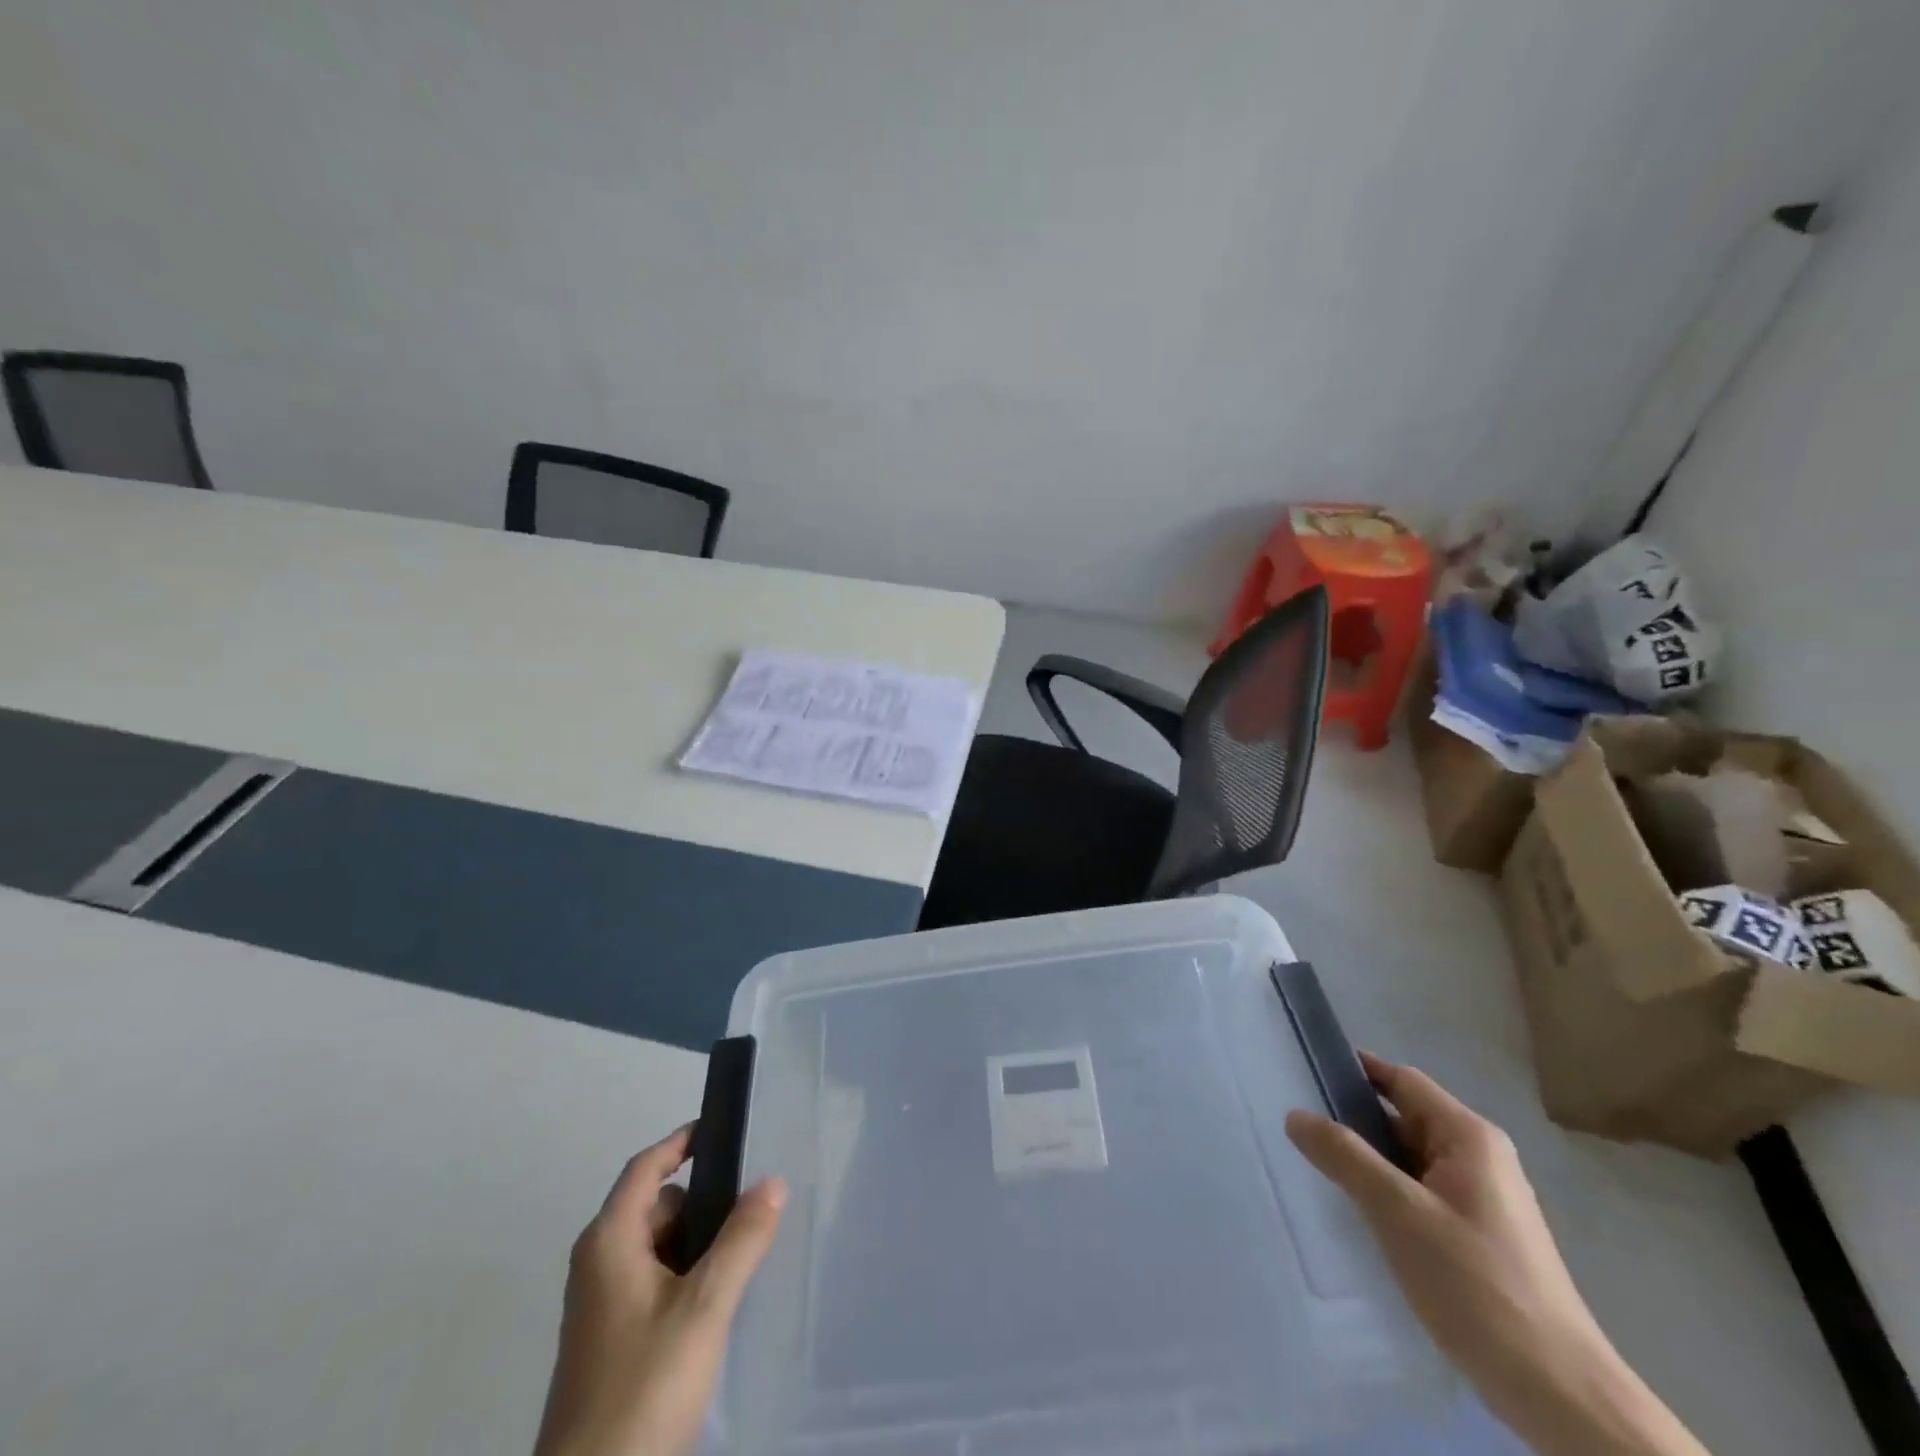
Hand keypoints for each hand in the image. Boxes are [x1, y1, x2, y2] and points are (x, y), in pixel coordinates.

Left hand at [534, 1126, 786, 1455]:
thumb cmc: (642, 1389)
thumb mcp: (704, 1307)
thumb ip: (742, 1239)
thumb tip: (772, 1179)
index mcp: (609, 1242)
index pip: (647, 1166)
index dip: (683, 1141)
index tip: (727, 1128)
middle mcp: (599, 1265)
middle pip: (658, 1206)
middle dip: (705, 1200)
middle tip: (757, 1202)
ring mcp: (602, 1307)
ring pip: (660, 1248)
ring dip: (701, 1243)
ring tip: (751, 1249)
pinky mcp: (612, 1343)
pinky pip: (656, 1283)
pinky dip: (689, 1276)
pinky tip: (724, 1299)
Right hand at [1286, 1054, 1707, 1455]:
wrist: (1558, 1395)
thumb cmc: (1477, 1285)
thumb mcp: (1398, 1212)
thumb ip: (1344, 1156)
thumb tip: (1295, 1114)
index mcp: (1469, 1138)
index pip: (1402, 1080)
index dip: (1355, 1070)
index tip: (1304, 1071)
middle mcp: (1479, 1158)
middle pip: (1404, 1118)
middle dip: (1353, 1120)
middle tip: (1298, 1127)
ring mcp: (1482, 1200)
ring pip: (1409, 1160)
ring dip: (1368, 1161)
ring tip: (1317, 1168)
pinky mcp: (1478, 1237)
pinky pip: (1420, 1194)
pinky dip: (1387, 1193)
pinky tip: (1358, 1215)